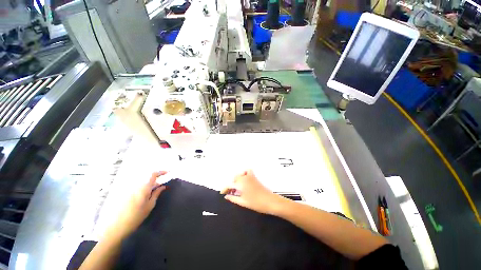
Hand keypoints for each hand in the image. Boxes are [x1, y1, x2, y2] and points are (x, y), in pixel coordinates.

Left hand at [109, 171, 166, 238]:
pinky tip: (143, 196)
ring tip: (153, 192)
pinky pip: (136, 187)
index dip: (161, 172)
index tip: (167, 173)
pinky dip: (142, 188)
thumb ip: (156, 194)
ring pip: (142, 182)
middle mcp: (136, 185)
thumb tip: (163, 186)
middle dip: (156, 180)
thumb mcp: (150, 205)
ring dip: (149, 184)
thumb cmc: (135, 217)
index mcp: (143, 187)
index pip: (153, 174)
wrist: (115, 226)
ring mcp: (129, 189)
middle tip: (161, 186)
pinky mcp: (124, 193)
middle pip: (148, 178)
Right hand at [220, 170, 284, 214]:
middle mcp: (244, 178)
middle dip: (231, 184)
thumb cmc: (256, 203)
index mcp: (240, 184)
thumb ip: (233, 198)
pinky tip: (244, 179)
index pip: (229, 184)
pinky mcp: (254, 177)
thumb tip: (226, 196)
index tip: (222, 193)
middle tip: (231, 192)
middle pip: (234, 178)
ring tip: (237, 187)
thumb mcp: (243, 202)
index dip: (225, 188)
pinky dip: (244, 173)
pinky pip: (248, 171)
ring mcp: (250, 176)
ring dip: (237, 179)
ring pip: (240, 174)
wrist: (270, 201)